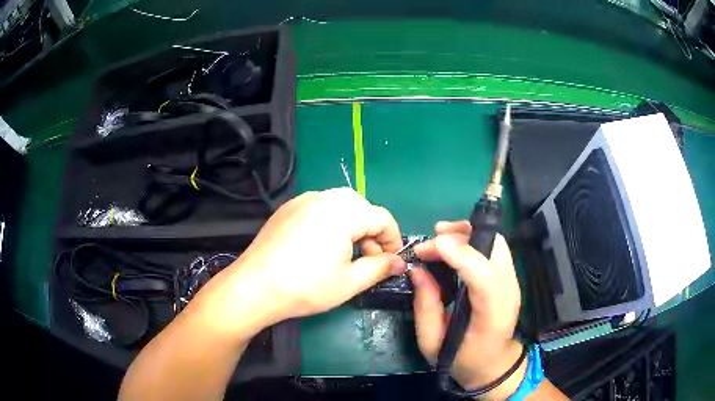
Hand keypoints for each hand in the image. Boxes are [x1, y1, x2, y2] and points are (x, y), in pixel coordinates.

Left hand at [189, 188, 405, 335]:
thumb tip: (400, 262)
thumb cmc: (306, 287)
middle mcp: (324, 197)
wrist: (254, 287)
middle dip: (371, 232)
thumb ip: (380, 268)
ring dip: (352, 226)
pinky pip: (319, 208)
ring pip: (340, 205)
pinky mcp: (287, 209)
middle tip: (367, 260)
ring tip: (345, 254)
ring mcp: (302, 200)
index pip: (382, 218)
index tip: (391, 262)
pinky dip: (330, 223)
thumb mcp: (349, 282)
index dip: (392, 239)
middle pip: (361, 208)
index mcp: (344, 212)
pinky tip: (321, 246)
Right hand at [411, 221, 522, 396]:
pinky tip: (454, 245)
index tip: (431, 246)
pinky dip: (474, 240)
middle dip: (462, 236)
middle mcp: (509, 293)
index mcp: (492, 316)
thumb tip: (417, 269)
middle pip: (495, 249)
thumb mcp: (432, 342)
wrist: (493, 364)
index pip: (485, 278)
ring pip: (496, 242)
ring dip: (468, 234)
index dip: (461, 255)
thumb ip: (425, 306)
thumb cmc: (462, 360)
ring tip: (440, 237)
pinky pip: (495, 248)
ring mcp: (513, 283)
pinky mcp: (509, 278)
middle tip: (432, 241)